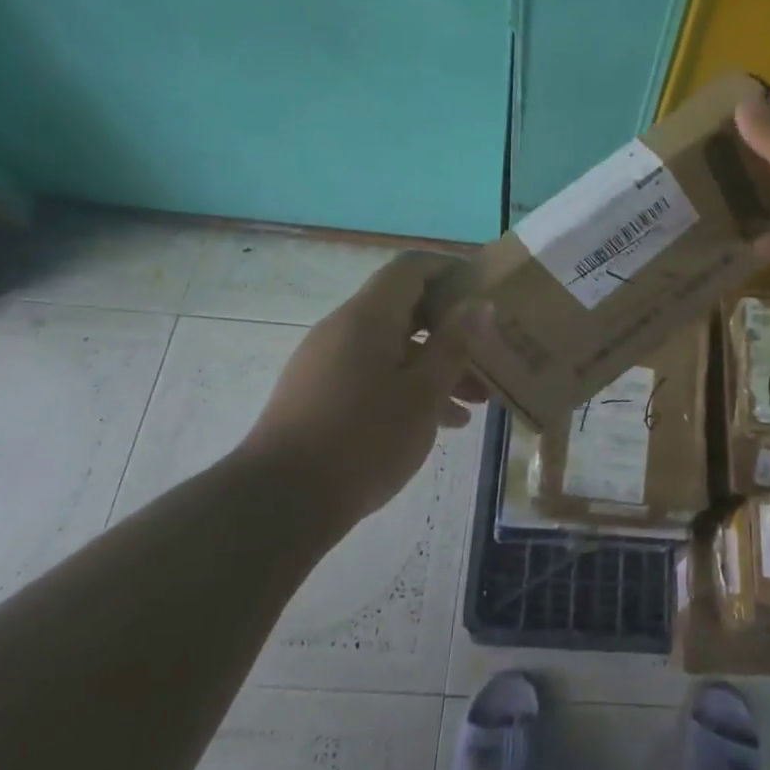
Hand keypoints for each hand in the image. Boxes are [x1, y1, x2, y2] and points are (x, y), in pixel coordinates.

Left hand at [242, 251, 485, 522]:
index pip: (412, 267)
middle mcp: (344, 328)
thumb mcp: (423, 393)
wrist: (280, 503)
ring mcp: (327, 361)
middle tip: (488, 351)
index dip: (451, 269)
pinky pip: (374, 372)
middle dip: (451, 328)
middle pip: (406, 308)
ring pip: (393, 346)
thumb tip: (479, 303)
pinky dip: (408, 385)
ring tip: (476, 399)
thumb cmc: (363, 440)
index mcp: (368, 316)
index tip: (485, 291)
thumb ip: (454, 344)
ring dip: (435, 364)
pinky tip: (440, 422)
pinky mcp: (320, 393)